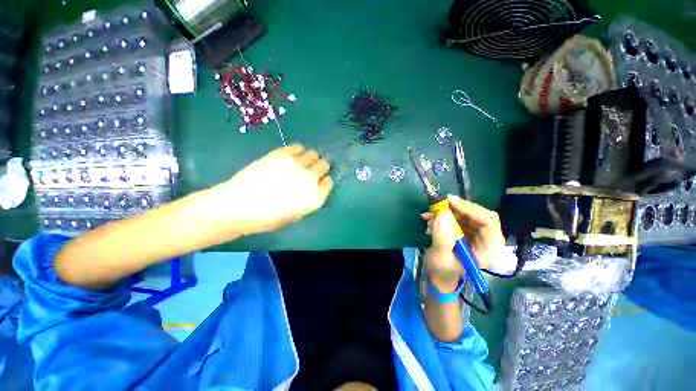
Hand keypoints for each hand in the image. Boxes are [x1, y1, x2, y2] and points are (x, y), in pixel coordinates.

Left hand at [209, 144, 332, 235]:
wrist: (238, 206)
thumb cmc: (266, 218)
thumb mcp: (293, 216)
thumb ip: (307, 201)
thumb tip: (311, 189)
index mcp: (314, 197)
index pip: (328, 182)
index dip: (325, 181)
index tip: (320, 181)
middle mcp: (310, 178)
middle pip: (324, 165)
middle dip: (321, 167)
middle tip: (314, 170)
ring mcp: (296, 164)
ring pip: (313, 154)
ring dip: (311, 158)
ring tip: (304, 161)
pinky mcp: (281, 154)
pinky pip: (298, 147)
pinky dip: (299, 150)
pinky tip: (295, 154)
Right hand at [422, 195, 504, 292]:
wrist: (439, 276)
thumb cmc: (442, 271)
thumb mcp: (440, 257)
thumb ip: (442, 237)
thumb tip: (443, 214)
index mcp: (488, 248)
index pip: (488, 221)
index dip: (470, 208)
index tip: (450, 202)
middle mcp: (486, 239)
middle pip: (477, 214)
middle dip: (455, 209)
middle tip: (436, 205)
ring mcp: (476, 234)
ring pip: (465, 214)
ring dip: (446, 212)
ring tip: (429, 215)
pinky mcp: (466, 232)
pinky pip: (457, 217)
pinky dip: (443, 216)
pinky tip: (429, 219)